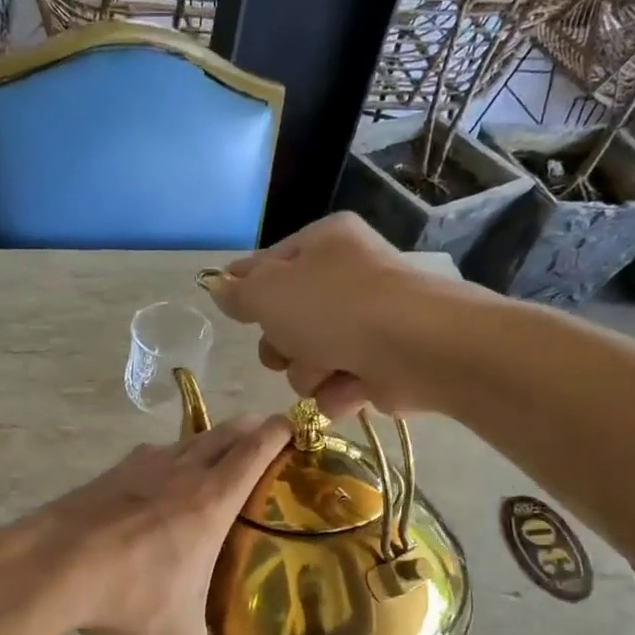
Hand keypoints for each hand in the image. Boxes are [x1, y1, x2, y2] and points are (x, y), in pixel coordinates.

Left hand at [20, 416, 290, 634]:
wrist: (51, 565)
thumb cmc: (128, 596)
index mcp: (209, 502)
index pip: (253, 451)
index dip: (278, 432)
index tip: (295, 424)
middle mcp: (180, 473)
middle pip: (224, 434)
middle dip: (249, 428)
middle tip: (266, 436)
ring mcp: (141, 468)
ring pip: (186, 440)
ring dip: (208, 440)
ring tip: (218, 454)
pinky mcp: (109, 474)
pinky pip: (150, 455)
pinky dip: (167, 457)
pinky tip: (158, 477)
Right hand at [206, 213, 445, 416]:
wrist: (415, 348)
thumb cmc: (334, 308)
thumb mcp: (268, 292)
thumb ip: (238, 292)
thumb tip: (219, 286)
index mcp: (324, 243)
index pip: (269, 264)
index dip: (248, 289)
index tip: (235, 309)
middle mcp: (347, 278)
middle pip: (286, 320)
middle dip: (282, 344)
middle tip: (291, 346)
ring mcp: (367, 323)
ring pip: (307, 359)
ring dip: (308, 371)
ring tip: (329, 368)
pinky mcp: (381, 365)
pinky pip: (337, 384)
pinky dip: (338, 391)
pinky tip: (350, 386)